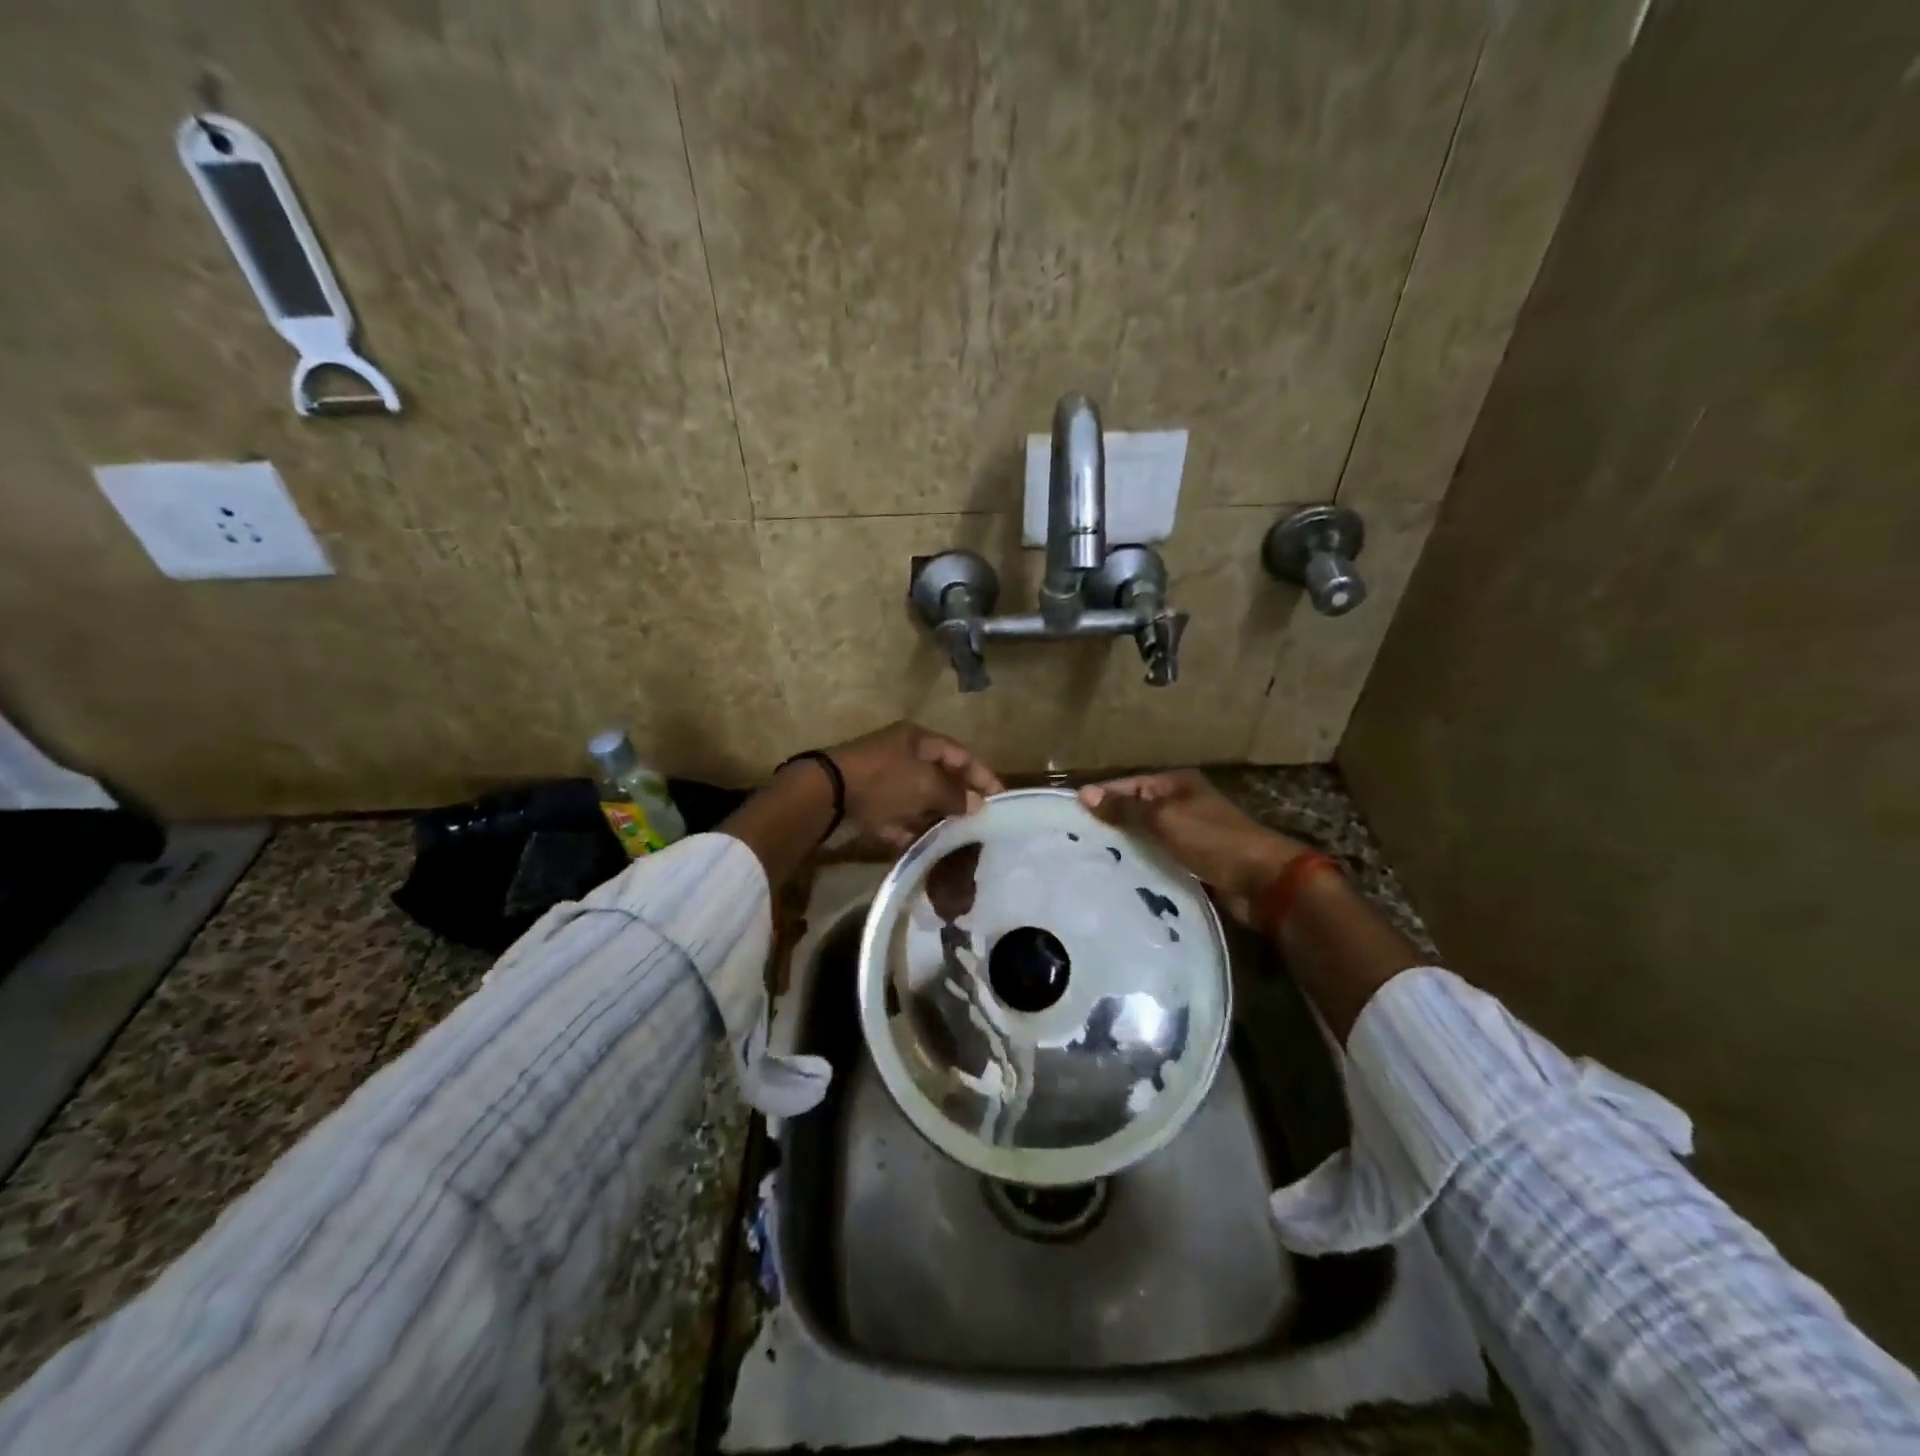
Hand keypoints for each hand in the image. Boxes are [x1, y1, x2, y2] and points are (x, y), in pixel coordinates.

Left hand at [825, 721, 1003, 850]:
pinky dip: (908, 829)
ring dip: (934, 818)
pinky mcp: (866, 803)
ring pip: (918, 799)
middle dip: (957, 800)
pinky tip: (921, 846)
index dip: (981, 775)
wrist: (826, 794)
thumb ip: (954, 795)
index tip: (999, 798)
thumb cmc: (884, 780)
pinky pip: (895, 816)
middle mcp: (902, 755)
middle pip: (939, 778)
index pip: (960, 754)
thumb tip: (976, 805)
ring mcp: (882, 779)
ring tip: (954, 839)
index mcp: (918, 740)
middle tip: (977, 822)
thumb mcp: (926, 785)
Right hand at [1079, 770, 1307, 923]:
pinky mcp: (1195, 862)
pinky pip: (1161, 859)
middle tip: (1076, 841)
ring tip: (1092, 861)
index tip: (1071, 813)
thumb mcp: (1163, 819)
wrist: (1262, 880)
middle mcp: (1183, 805)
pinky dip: (1145, 865)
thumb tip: (1085, 793)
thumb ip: (1125, 808)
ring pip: (1148, 838)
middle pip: (1138, 811)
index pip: (1130, 784)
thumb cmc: (1212, 840)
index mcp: (1178, 785)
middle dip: (1111, 824)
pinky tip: (1121, 877)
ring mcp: (1191, 834)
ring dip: (1127, 848)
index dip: (1103, 796)